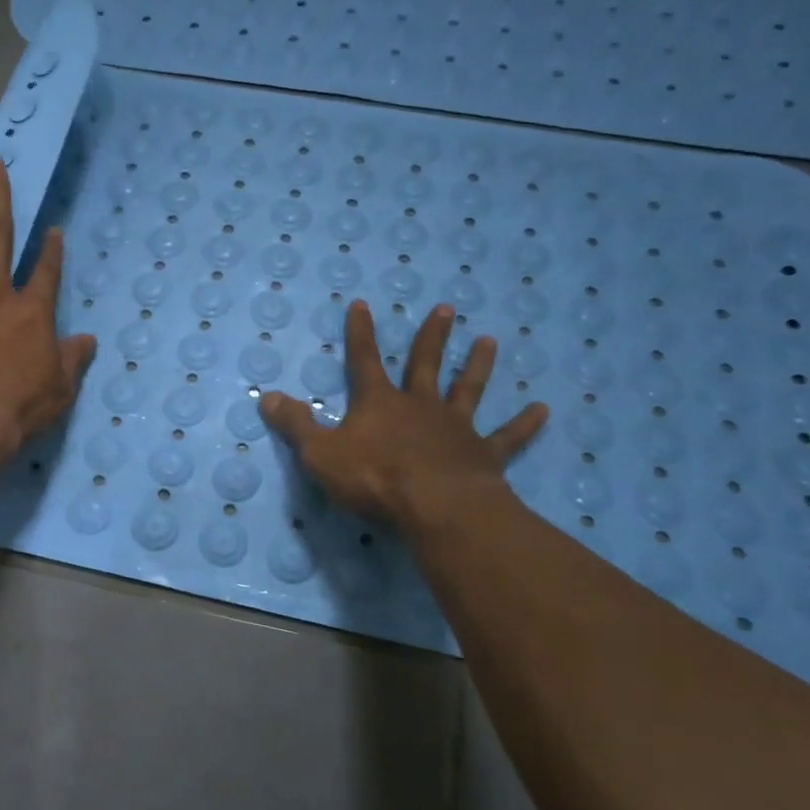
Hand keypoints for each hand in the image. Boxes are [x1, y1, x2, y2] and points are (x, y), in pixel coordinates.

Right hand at [260, 300, 547, 532]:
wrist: (435, 506)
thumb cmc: (373, 478)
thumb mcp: (320, 453)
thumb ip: (295, 425)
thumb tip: (265, 396)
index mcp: (379, 403)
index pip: (364, 360)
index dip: (360, 333)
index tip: (362, 303)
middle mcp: (419, 406)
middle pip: (425, 364)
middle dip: (431, 336)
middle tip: (446, 308)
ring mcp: (455, 428)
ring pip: (468, 390)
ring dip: (477, 366)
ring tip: (489, 341)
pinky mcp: (483, 454)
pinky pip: (507, 437)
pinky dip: (524, 424)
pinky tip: (544, 410)